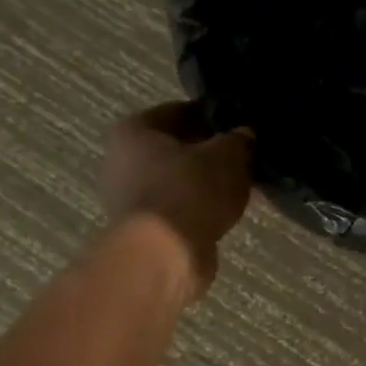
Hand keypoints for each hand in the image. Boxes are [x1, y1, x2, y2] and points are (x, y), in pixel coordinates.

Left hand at [100, 103, 253, 294]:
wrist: (165, 254)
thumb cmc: (190, 190)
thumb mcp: (227, 155)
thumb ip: (238, 140)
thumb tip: (243, 135)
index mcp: (134, 130)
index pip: (179, 111)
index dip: (211, 116)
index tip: (238, 125)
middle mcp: (121, 160)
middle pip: (175, 148)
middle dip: (207, 152)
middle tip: (241, 157)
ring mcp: (129, 198)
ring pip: (177, 180)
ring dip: (204, 182)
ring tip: (238, 186)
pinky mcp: (144, 229)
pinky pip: (178, 208)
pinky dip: (199, 208)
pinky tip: (224, 211)